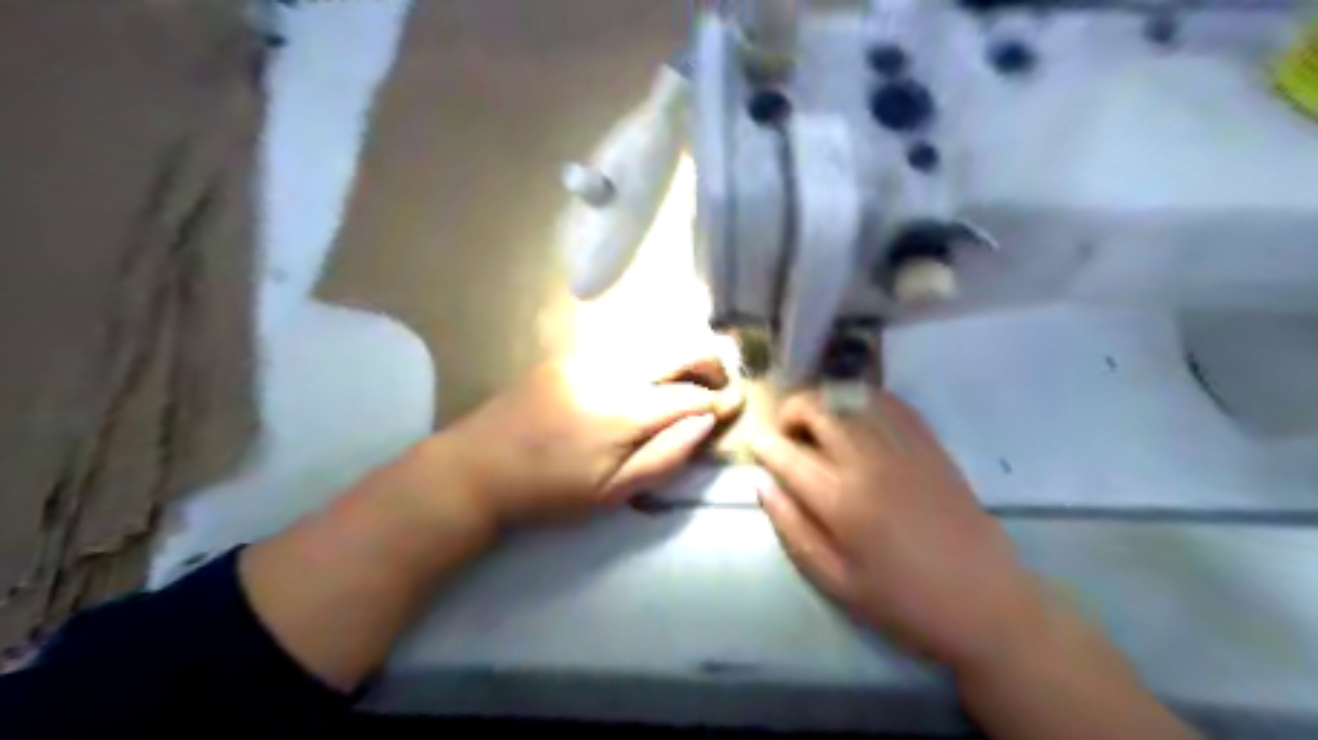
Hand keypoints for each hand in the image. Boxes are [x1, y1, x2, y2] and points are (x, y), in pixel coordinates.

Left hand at [432, 350, 739, 527]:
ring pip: (653, 336)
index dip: (719, 401)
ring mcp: (588, 354)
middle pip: (679, 346)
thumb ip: (665, 457)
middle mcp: (611, 369)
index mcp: (624, 410)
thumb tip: (705, 423)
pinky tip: (647, 373)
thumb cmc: (548, 492)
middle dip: (710, 361)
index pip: (690, 396)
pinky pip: (623, 340)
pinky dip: (649, 351)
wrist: (477, 468)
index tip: (735, 405)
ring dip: (680, 353)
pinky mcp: (569, 352)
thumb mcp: (611, 493)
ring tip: (688, 379)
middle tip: (719, 385)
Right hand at [757, 393, 1044, 668]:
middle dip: (792, 411)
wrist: (986, 603)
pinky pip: (892, 403)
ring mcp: (905, 448)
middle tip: (786, 431)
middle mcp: (870, 462)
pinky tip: (857, 414)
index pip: (788, 455)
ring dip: (826, 401)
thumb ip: (793, 529)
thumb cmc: (903, 601)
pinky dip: (866, 398)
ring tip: (817, 421)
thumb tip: (762, 485)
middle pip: (820, 411)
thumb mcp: (836, 581)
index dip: (764, 445)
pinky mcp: (931, 445)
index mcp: (843, 501)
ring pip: (853, 399)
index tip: (755, 445)